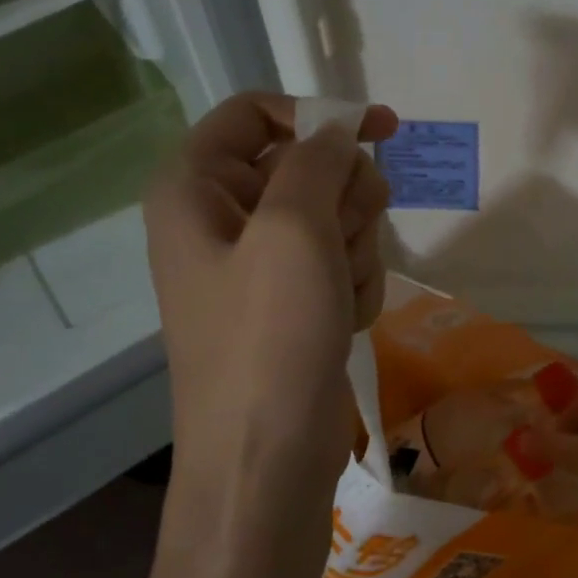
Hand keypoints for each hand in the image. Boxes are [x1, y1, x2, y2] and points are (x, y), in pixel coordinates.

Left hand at [136, 92, 395, 577]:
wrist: (267, 464)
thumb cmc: (269, 341)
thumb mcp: (294, 232)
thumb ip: (318, 161)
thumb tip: (338, 130)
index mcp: (195, 187)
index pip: (257, 112)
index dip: (318, 114)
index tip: (382, 131)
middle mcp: (221, 218)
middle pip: (306, 165)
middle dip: (342, 201)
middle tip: (340, 245)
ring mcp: (258, 266)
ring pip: (334, 217)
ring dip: (354, 250)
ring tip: (338, 298)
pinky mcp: (290, 304)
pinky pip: (339, 264)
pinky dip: (353, 286)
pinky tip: (343, 321)